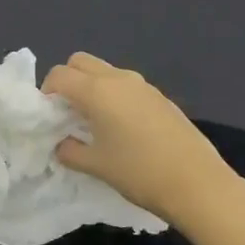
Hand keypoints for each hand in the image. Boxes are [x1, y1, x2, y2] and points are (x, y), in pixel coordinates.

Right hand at [44, 52, 231, 221]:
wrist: (198, 183)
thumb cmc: (139, 172)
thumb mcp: (97, 166)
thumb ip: (70, 151)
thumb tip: (62, 144)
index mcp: (97, 91)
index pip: (60, 74)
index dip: (47, 91)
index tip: (48, 115)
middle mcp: (118, 78)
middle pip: (81, 62)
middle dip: (68, 80)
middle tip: (67, 111)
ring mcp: (142, 85)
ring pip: (105, 71)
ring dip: (92, 86)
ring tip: (94, 121)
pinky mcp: (159, 96)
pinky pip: (126, 84)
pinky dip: (113, 95)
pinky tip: (122, 127)